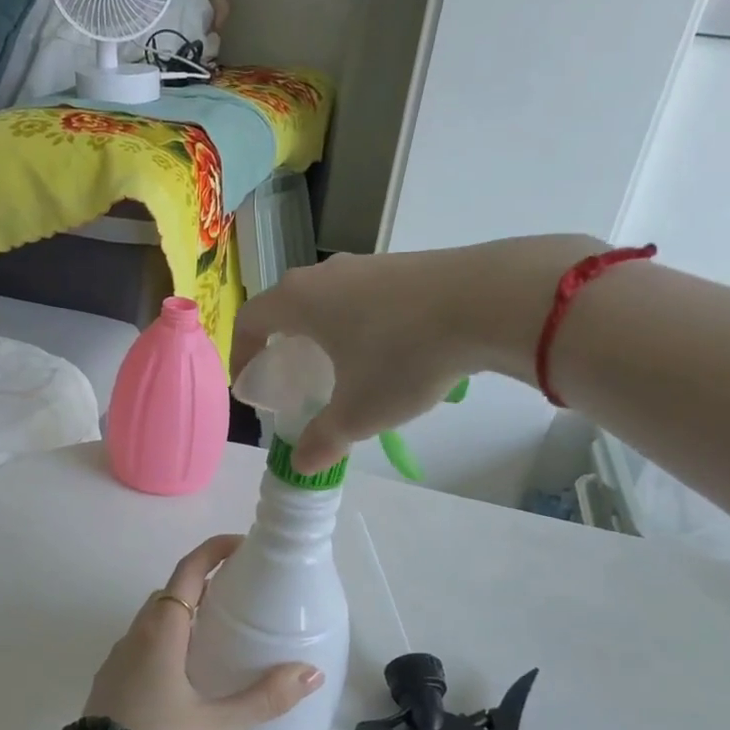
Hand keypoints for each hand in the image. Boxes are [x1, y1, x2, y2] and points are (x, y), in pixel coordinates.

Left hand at [75, 534, 323, 729]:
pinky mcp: (110, 684)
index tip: (242, 545)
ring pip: (154, 621)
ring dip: (184, 614)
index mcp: (161, 632)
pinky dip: (168, 641)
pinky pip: (143, 646)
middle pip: (170, 593)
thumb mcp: (220, 725)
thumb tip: (311, 672)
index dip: (214, 551)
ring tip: (219, 635)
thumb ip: (266, 697)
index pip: (188, 572)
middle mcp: (135, 636)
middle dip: (203, 584)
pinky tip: (187, 675)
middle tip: (240, 595)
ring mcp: (118, 660)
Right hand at [230, 235, 606, 472]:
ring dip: (324, 334)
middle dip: (283, 345)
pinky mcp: (405, 266)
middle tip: (293, 380)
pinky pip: (365, 298)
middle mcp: (326, 274)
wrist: (488, 301)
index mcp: (299, 300)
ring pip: (329, 301)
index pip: (250, 321)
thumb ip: (323, 439)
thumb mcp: (359, 411)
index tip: (247, 384)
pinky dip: (359, 325)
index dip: (241, 354)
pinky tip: (387, 354)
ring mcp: (368, 265)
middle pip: (288, 308)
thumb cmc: (402, 355)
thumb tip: (301, 464)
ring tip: (341, 370)